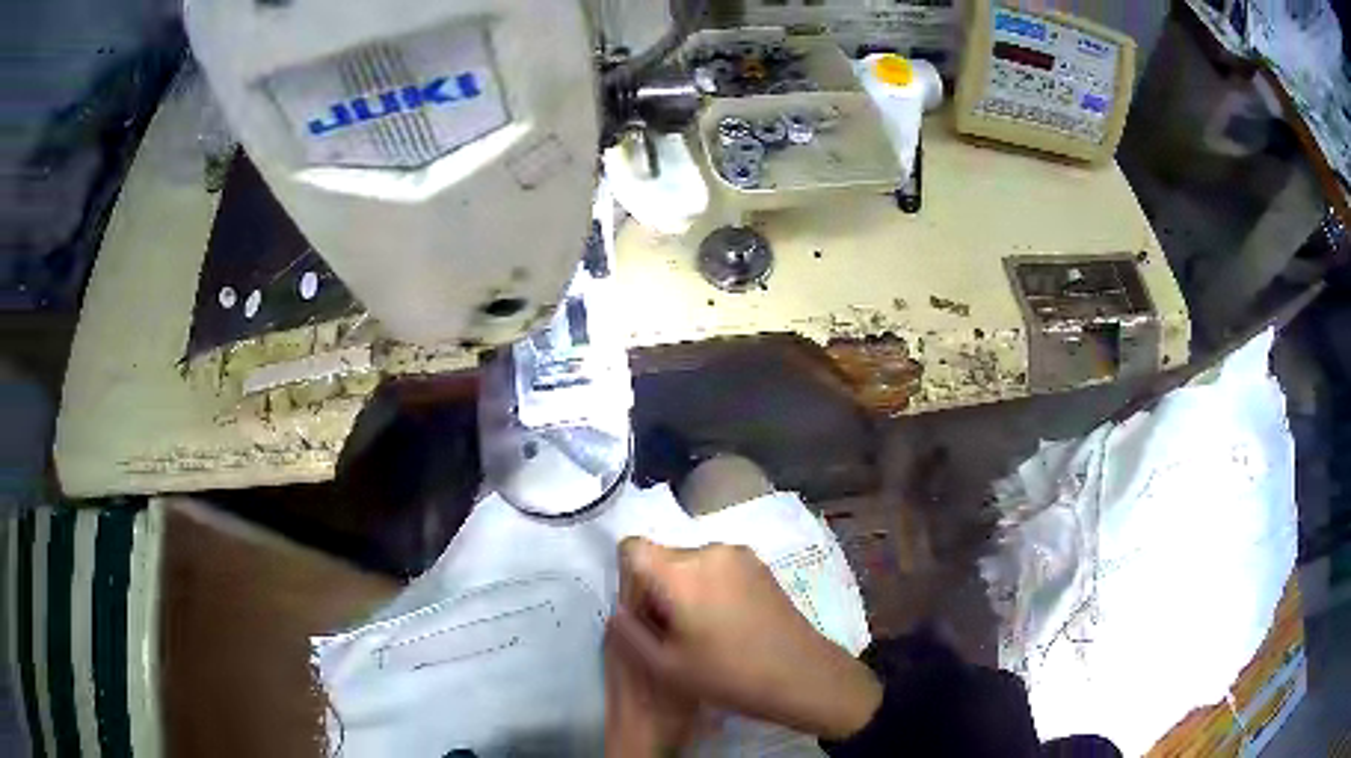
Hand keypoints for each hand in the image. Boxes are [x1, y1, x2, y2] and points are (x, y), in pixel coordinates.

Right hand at [609, 538, 882, 739]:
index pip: (632, 548)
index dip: (628, 581)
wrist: (802, 675)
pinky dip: (709, 588)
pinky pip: (717, 567)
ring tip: (702, 632)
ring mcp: (739, 555)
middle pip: (662, 557)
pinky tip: (726, 624)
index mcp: (681, 571)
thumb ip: (629, 632)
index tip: (644, 617)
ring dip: (683, 589)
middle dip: (656, 589)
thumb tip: (620, 611)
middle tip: (671, 633)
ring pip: (689, 564)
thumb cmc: (729, 674)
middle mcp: (709, 550)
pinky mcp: (760, 565)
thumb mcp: (665, 666)